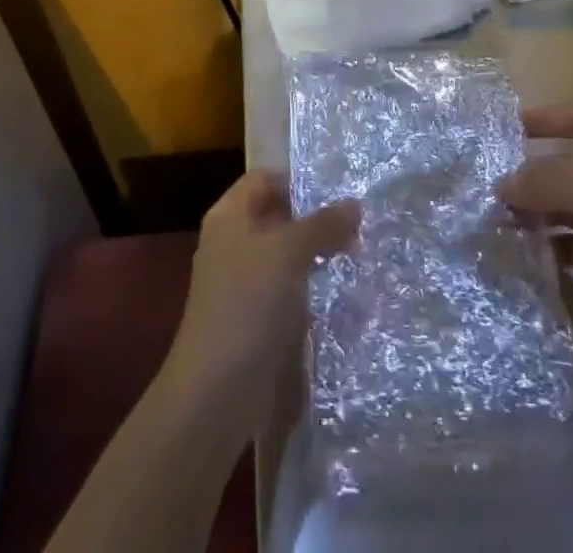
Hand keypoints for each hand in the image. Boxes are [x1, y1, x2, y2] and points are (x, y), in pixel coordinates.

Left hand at [159, 171, 358, 426]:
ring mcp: (241, 282)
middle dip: (314, 218)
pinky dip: (310, 285)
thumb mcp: (288, 253)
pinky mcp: (253, 318)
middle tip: (358, 223)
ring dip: (316, 253)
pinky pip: (286, 288)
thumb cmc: (247, 305)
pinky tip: (340, 291)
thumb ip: (322, 225)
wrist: (215, 394)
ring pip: (284, 254)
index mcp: (229, 216)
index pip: (265, 179)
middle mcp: (232, 242)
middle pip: (276, 215)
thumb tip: (355, 204)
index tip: (338, 191)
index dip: (298, 180)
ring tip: (357, 253)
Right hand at [499, 105, 572, 364]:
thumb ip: (540, 179)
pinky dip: (546, 244)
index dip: (545, 118)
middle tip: (489, 182)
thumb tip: (501, 186)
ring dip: (533, 211)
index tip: (507, 126)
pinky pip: (569, 243)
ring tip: (495, 217)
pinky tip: (519, 248)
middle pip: (565, 166)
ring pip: (563, 207)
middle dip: (529, 173)